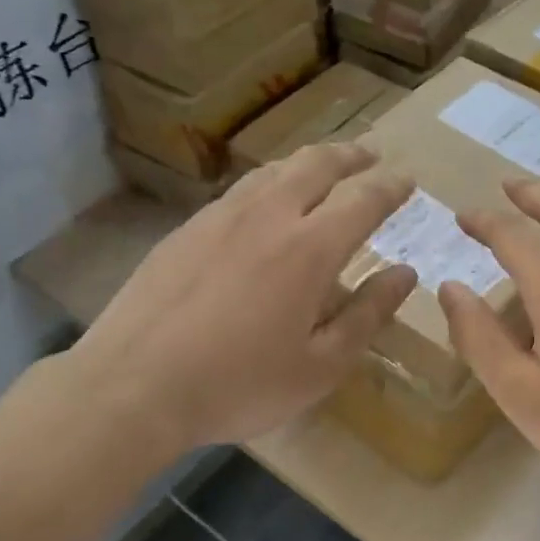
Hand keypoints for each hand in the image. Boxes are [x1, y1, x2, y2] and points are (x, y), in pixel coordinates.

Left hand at [64, 142, 416, 455]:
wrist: (133, 385)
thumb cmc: (239, 384)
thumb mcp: (321, 366)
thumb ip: (367, 314)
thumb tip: (404, 274)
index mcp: (310, 248)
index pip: (363, 199)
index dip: (390, 186)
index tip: (406, 180)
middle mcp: (268, 216)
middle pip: (316, 164)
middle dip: (350, 155)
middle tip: (370, 155)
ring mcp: (220, 217)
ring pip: (273, 170)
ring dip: (307, 162)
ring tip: (322, 169)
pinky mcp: (185, 229)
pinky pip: (239, 190)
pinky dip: (268, 183)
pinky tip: (263, 203)